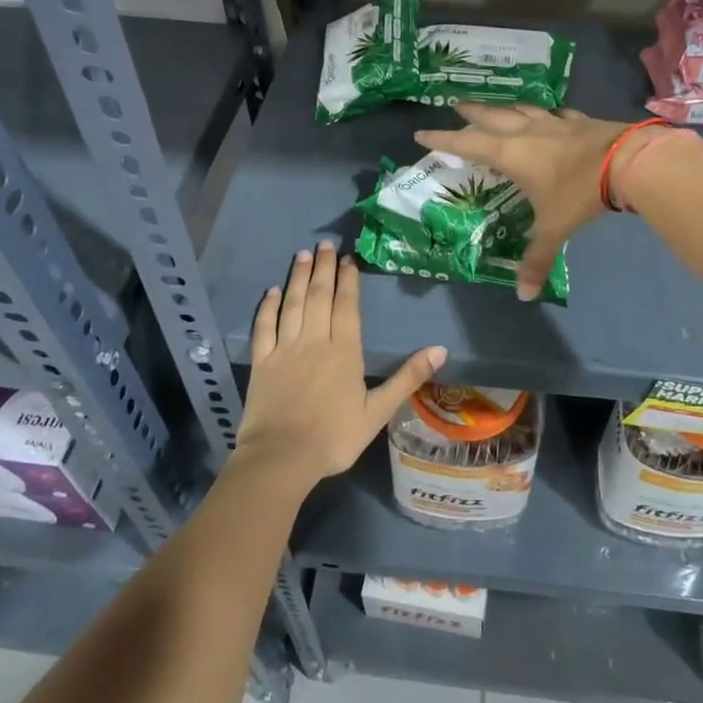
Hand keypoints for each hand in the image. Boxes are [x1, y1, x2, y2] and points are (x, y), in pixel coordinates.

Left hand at [239, 240, 447, 484]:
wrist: (282, 458)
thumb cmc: (335, 437)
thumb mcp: (378, 411)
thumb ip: (407, 378)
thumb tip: (441, 349)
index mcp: (344, 351)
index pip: (347, 306)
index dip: (348, 280)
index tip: (348, 259)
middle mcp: (314, 341)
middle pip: (319, 296)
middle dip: (323, 268)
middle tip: (325, 244)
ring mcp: (284, 349)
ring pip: (292, 304)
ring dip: (298, 278)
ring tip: (302, 255)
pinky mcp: (261, 362)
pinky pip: (264, 326)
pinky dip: (268, 306)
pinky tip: (272, 291)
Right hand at [415, 103, 645, 300]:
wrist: (627, 162)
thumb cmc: (578, 193)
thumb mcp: (554, 228)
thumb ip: (537, 259)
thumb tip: (524, 295)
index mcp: (511, 154)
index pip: (467, 144)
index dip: (442, 138)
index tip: (421, 132)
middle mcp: (527, 132)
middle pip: (491, 117)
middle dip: (471, 112)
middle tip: (456, 104)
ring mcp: (555, 123)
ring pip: (521, 109)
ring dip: (504, 107)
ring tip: (496, 107)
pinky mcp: (579, 121)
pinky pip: (555, 114)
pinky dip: (546, 114)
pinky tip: (550, 115)